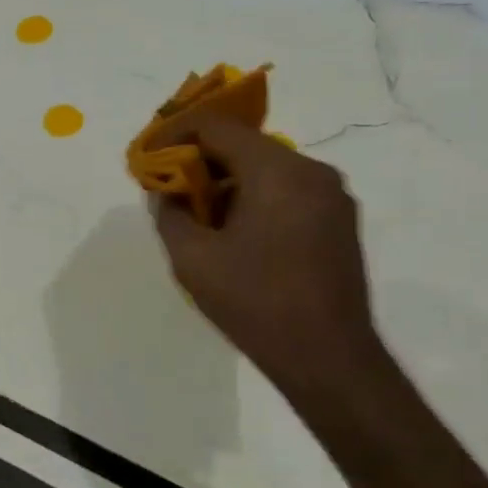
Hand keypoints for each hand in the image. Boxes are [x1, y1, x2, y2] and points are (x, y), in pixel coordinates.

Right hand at [152, 111, 386, 405]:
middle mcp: (312, 171)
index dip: (175, 133)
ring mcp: (332, 196)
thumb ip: (169, 213)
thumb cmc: (255, 303)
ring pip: (266, 168)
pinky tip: (232, 231)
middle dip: (200, 160)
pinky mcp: (339, 221)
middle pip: (244, 145)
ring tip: (196, 214)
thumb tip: (166, 193)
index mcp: (278, 171)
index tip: (149, 155)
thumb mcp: (192, 258)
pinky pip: (287, 191)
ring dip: (227, 181)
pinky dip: (253, 197)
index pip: (217, 127)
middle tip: (167, 185)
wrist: (328, 360)